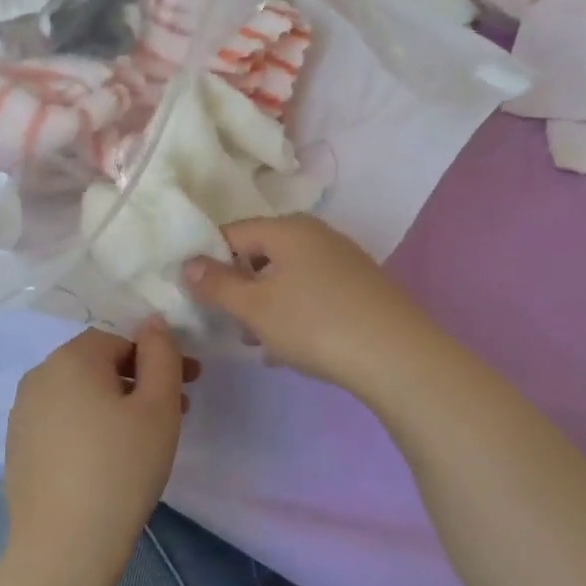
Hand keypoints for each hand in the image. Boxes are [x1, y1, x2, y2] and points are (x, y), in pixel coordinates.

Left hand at [2, 322, 194, 585]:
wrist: (65, 547)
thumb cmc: (121, 469)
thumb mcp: (158, 407)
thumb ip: (162, 355)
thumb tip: (152, 322)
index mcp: (71, 358)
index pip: (121, 339)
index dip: (158, 357)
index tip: (190, 383)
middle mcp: (39, 376)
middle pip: (98, 364)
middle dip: (140, 380)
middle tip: (176, 411)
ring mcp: (22, 413)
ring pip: (80, 394)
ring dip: (116, 403)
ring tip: (145, 438)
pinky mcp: (18, 446)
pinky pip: (61, 421)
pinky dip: (89, 426)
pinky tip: (108, 459)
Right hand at [182, 215, 436, 395]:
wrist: (396, 356)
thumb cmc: (314, 324)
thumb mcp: (255, 307)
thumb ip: (217, 284)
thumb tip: (188, 264)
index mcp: (287, 229)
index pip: (232, 233)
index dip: (208, 261)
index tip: (199, 295)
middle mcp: (317, 234)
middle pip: (262, 254)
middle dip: (240, 287)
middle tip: (230, 322)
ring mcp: (343, 259)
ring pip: (288, 276)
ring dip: (267, 304)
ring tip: (260, 341)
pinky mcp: (361, 287)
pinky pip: (313, 292)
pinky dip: (296, 312)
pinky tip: (294, 346)